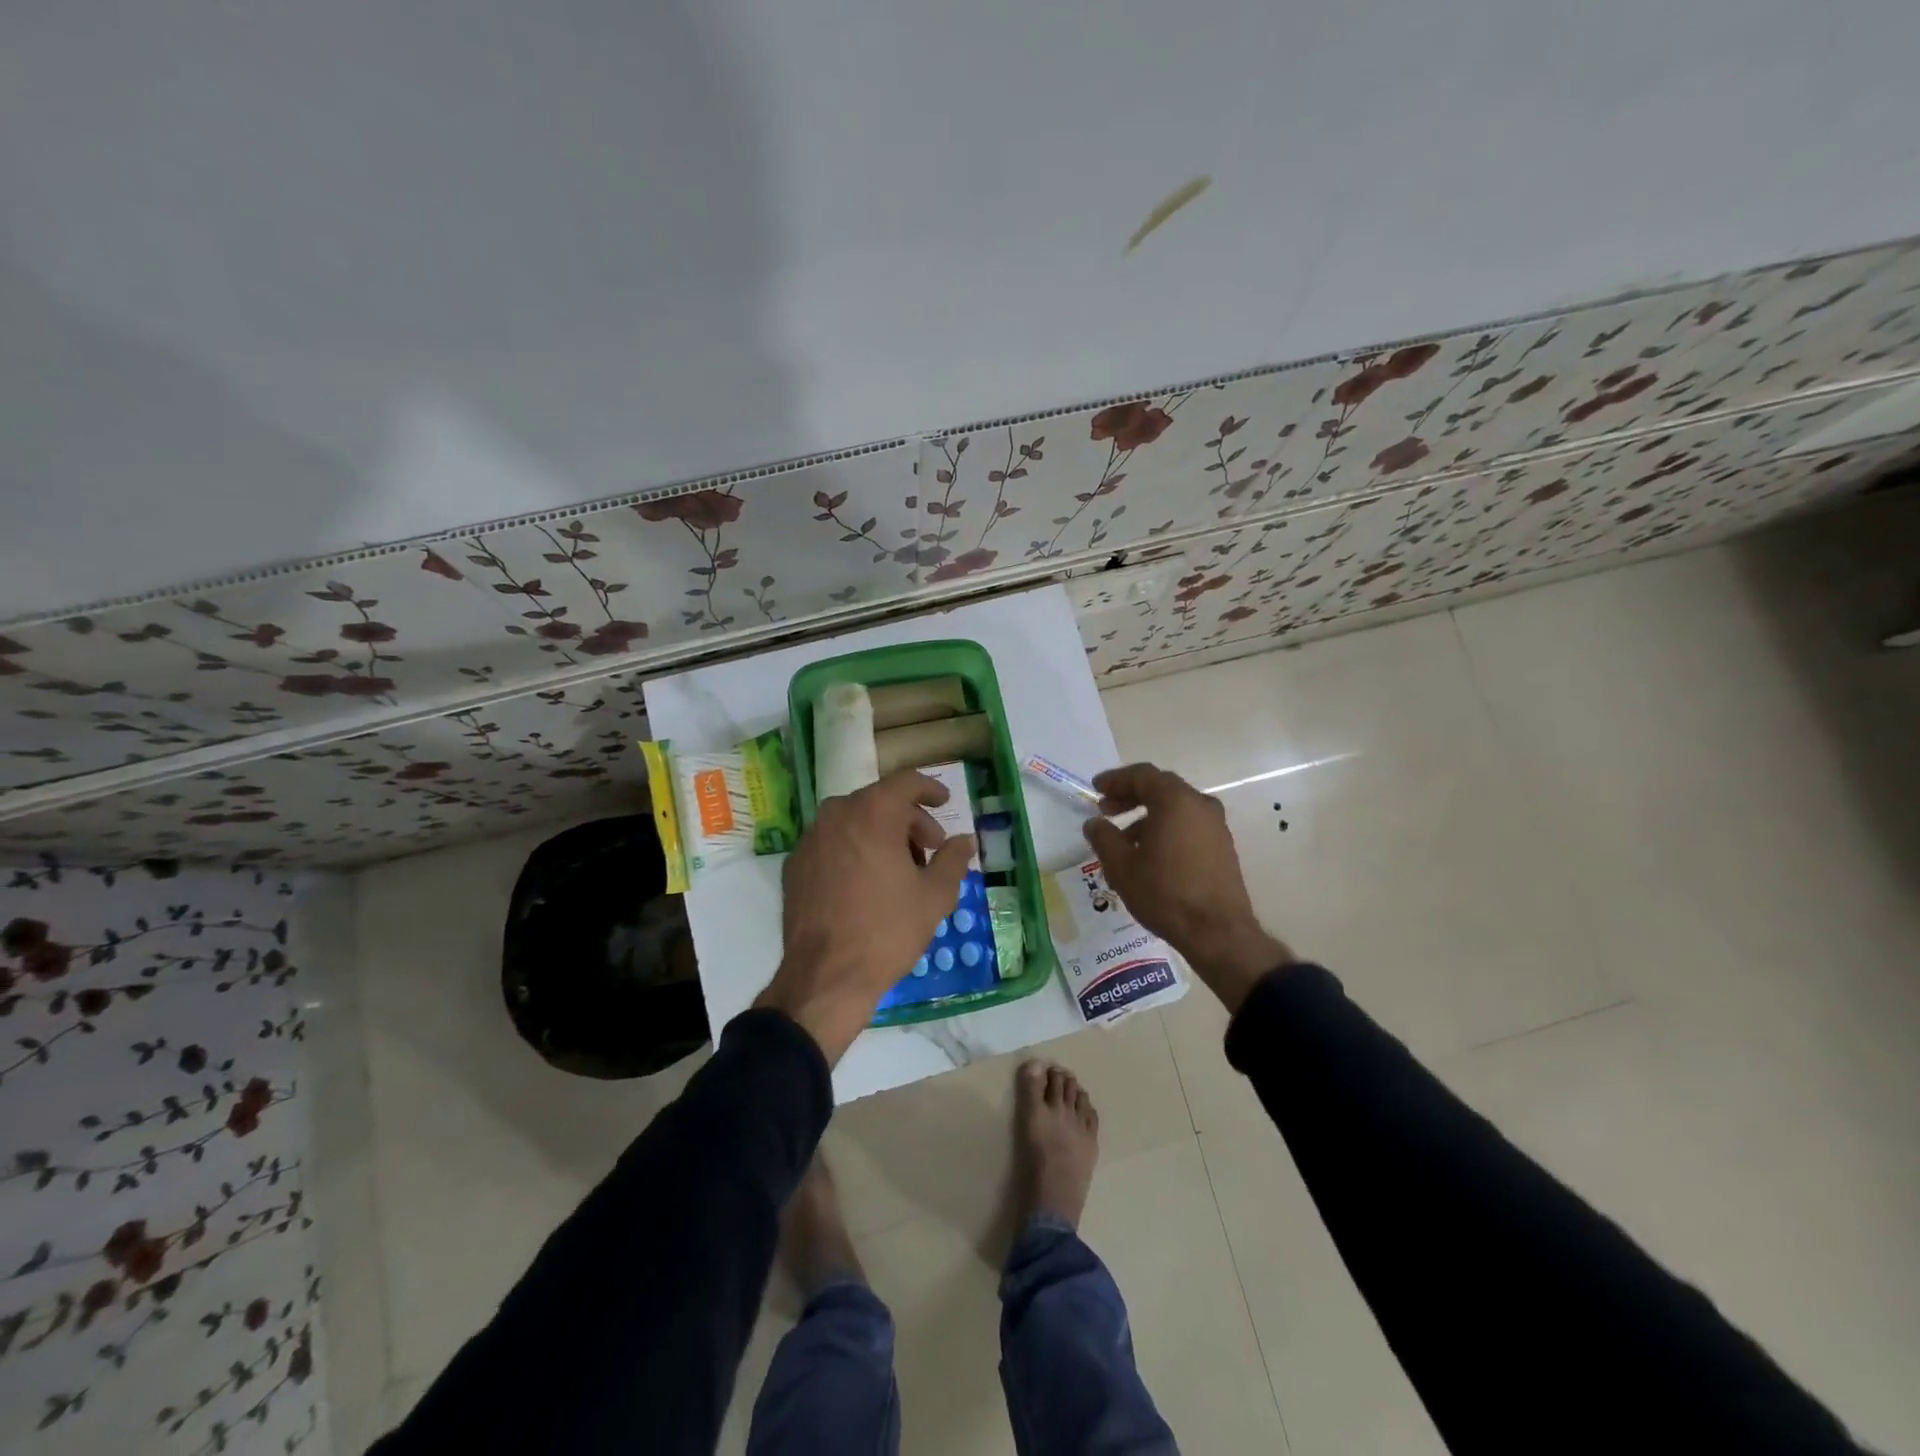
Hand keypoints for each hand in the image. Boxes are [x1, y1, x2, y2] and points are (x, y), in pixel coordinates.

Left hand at [757, 769, 974, 1062]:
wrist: (826, 977)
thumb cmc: (887, 930)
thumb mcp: (934, 896)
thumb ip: (953, 859)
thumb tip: (965, 841)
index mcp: (873, 812)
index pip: (906, 782)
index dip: (930, 789)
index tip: (945, 802)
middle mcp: (836, 814)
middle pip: (879, 802)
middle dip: (909, 820)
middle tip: (929, 850)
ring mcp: (810, 839)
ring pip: (853, 821)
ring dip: (880, 834)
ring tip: (899, 870)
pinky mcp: (794, 864)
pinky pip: (832, 843)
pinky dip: (853, 850)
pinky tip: (865, 883)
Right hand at [1081, 763, 1292, 1012]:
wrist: (1217, 932)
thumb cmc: (1165, 893)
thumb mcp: (1121, 866)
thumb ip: (1103, 837)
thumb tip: (1094, 823)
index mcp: (1175, 801)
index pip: (1142, 775)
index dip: (1116, 779)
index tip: (1096, 788)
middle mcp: (1200, 805)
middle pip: (1161, 788)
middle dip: (1130, 796)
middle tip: (1106, 809)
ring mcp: (1216, 826)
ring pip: (1176, 808)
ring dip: (1147, 816)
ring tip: (1123, 839)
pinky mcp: (1222, 846)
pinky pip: (1189, 825)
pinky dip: (1166, 828)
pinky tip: (1149, 854)